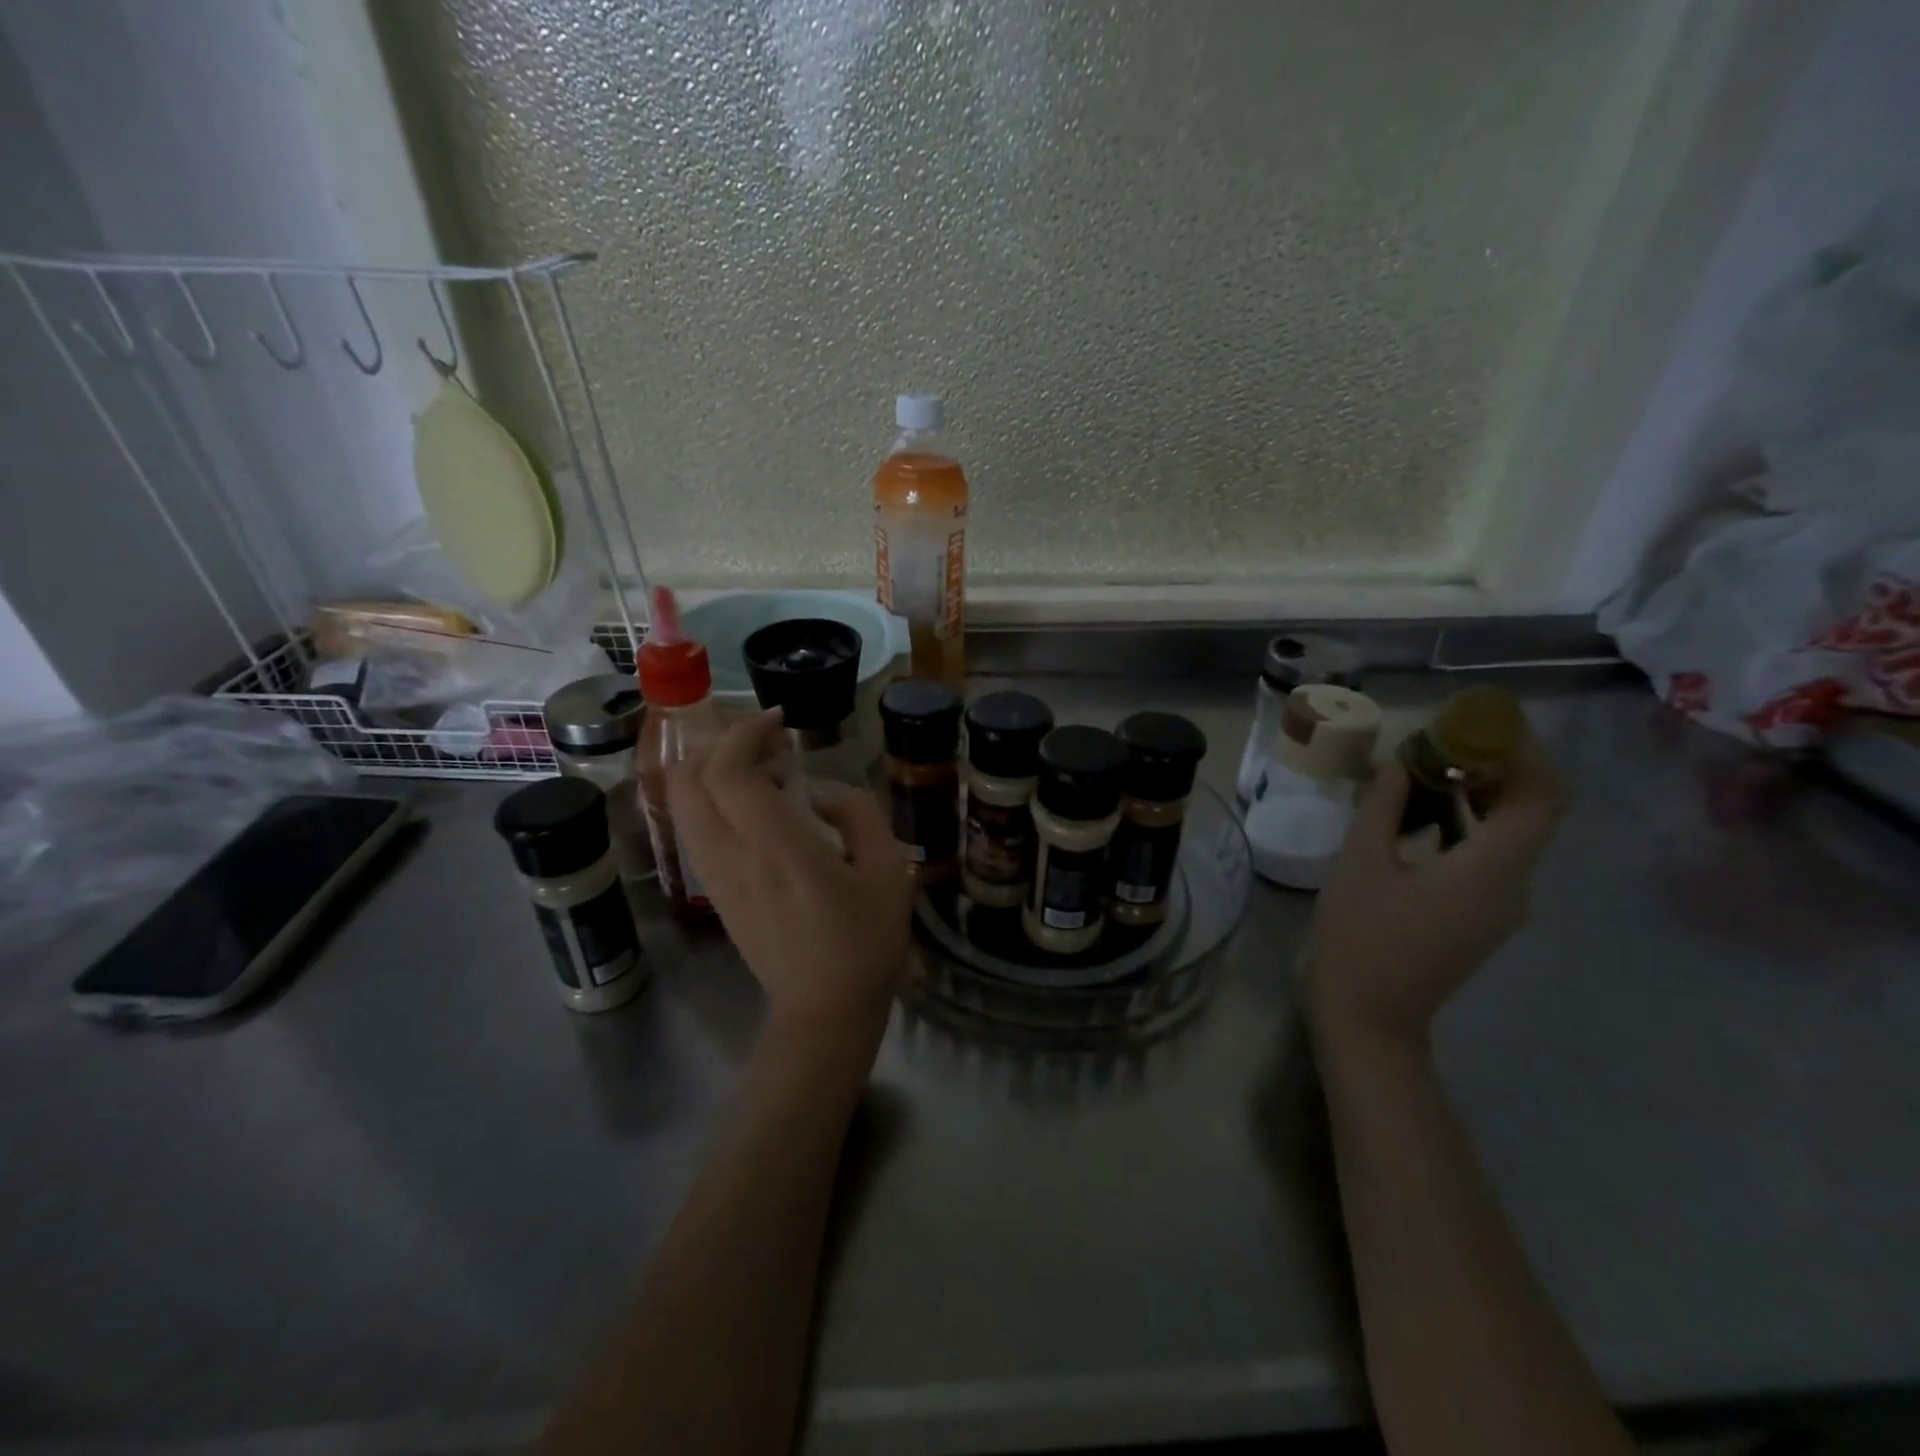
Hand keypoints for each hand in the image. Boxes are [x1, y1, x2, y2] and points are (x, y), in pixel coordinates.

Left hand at [668, 709, 911, 1040]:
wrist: (825, 1011)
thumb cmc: (866, 942)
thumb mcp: (889, 871)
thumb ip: (859, 814)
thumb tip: (820, 794)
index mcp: (778, 850)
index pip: (731, 773)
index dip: (747, 733)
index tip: (780, 721)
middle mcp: (734, 857)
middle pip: (691, 779)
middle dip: (720, 742)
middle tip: (764, 735)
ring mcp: (716, 877)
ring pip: (682, 803)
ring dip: (709, 767)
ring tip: (756, 762)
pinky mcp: (715, 892)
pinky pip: (693, 828)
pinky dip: (709, 796)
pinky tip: (749, 800)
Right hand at [1305, 720, 1565, 1050]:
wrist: (1369, 1016)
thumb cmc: (1360, 937)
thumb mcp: (1360, 862)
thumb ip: (1384, 806)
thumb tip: (1398, 764)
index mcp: (1492, 869)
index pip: (1541, 795)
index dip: (1522, 751)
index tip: (1477, 722)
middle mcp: (1515, 885)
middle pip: (1531, 810)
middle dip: (1495, 766)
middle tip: (1442, 739)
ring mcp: (1502, 905)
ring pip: (1510, 833)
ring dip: (1476, 794)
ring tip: (1422, 768)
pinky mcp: (1482, 916)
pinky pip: (1489, 856)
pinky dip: (1464, 824)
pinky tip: (1418, 815)